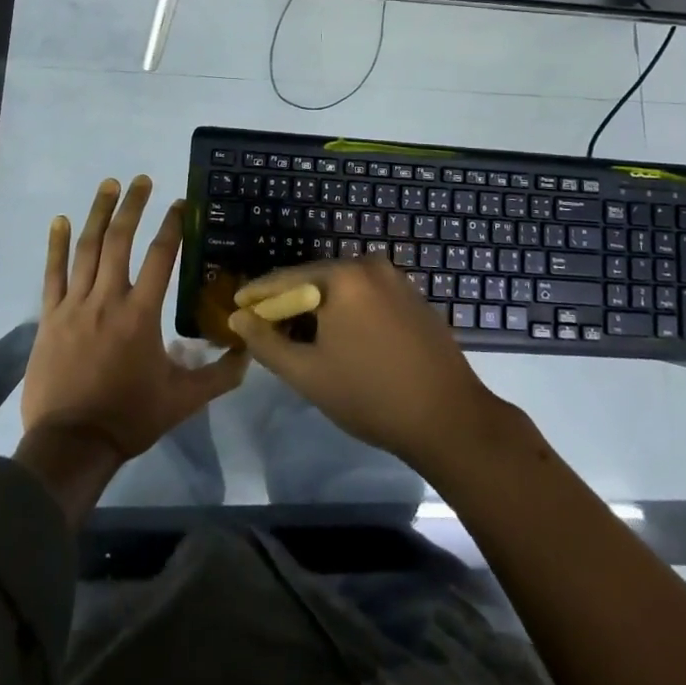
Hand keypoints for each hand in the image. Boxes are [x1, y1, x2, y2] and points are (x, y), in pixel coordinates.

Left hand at [22, 176, 248, 462]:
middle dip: (132, 206)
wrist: (71, 444)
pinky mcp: (50, 317)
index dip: (172, 226)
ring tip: (109, 185)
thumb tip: (249, 353)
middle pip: (120, 241)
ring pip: (87, 249)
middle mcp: (108, 299)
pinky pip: (52, 274)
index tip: (180, 203)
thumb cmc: (129, 418)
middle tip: (142, 179)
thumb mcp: (182, 400)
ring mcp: (74, 305)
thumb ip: (218, 375)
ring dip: (98, 213)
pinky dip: (56, 245)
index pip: (161, 257)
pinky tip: (60, 220)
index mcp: (141, 314)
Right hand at [226, 258, 506, 473]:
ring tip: (299, 338)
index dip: (259, 294)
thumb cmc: (370, 395)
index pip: (287, 279)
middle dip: (290, 304)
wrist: (449, 419)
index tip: (236, 306)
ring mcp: (397, 280)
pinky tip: (340, 339)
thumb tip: (239, 317)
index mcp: (344, 276)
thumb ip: (266, 342)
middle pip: (316, 280)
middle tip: (266, 328)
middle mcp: (371, 265)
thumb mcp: (307, 373)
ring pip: (343, 290)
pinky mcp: (414, 298)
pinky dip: (347, 312)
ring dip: (319, 309)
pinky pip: (367, 297)